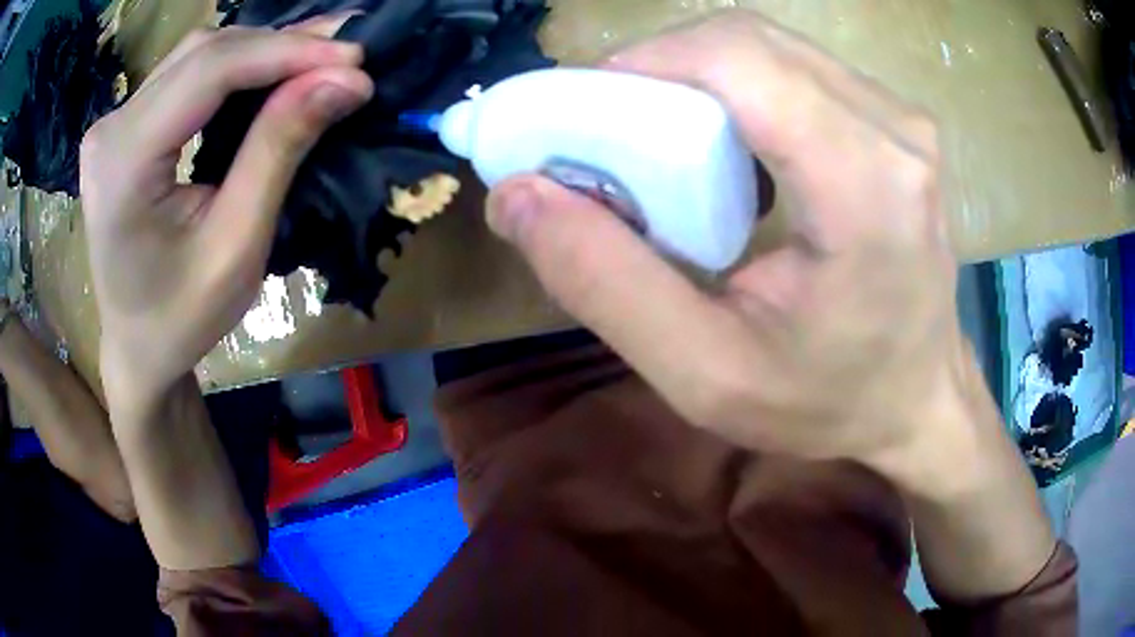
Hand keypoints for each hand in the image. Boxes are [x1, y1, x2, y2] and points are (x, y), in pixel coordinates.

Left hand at [80, 22, 372, 407]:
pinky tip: (273, 66)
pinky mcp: (123, 125)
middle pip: (203, 53)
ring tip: (319, 53)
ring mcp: (112, 124)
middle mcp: (109, 130)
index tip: (355, 56)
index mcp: (122, 167)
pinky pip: (186, 73)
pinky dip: (236, 65)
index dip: (285, 52)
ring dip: (261, 48)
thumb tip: (345, 80)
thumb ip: (279, 151)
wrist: (138, 347)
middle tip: (346, 52)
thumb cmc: (182, 318)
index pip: (208, 72)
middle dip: (279, 45)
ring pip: (197, 54)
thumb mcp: (237, 247)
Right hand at [485, 12, 985, 491]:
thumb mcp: (705, 374)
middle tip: (613, 138)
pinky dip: (736, 90)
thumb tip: (517, 196)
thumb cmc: (831, 403)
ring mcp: (900, 118)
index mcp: (864, 184)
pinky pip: (794, 69)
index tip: (587, 118)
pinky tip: (725, 148)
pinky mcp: (894, 121)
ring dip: (694, 80)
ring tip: (662, 149)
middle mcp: (893, 128)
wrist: (919, 399)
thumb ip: (604, 284)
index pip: (736, 59)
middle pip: (745, 43)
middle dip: (659, 73)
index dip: (643, 65)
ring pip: (766, 49)